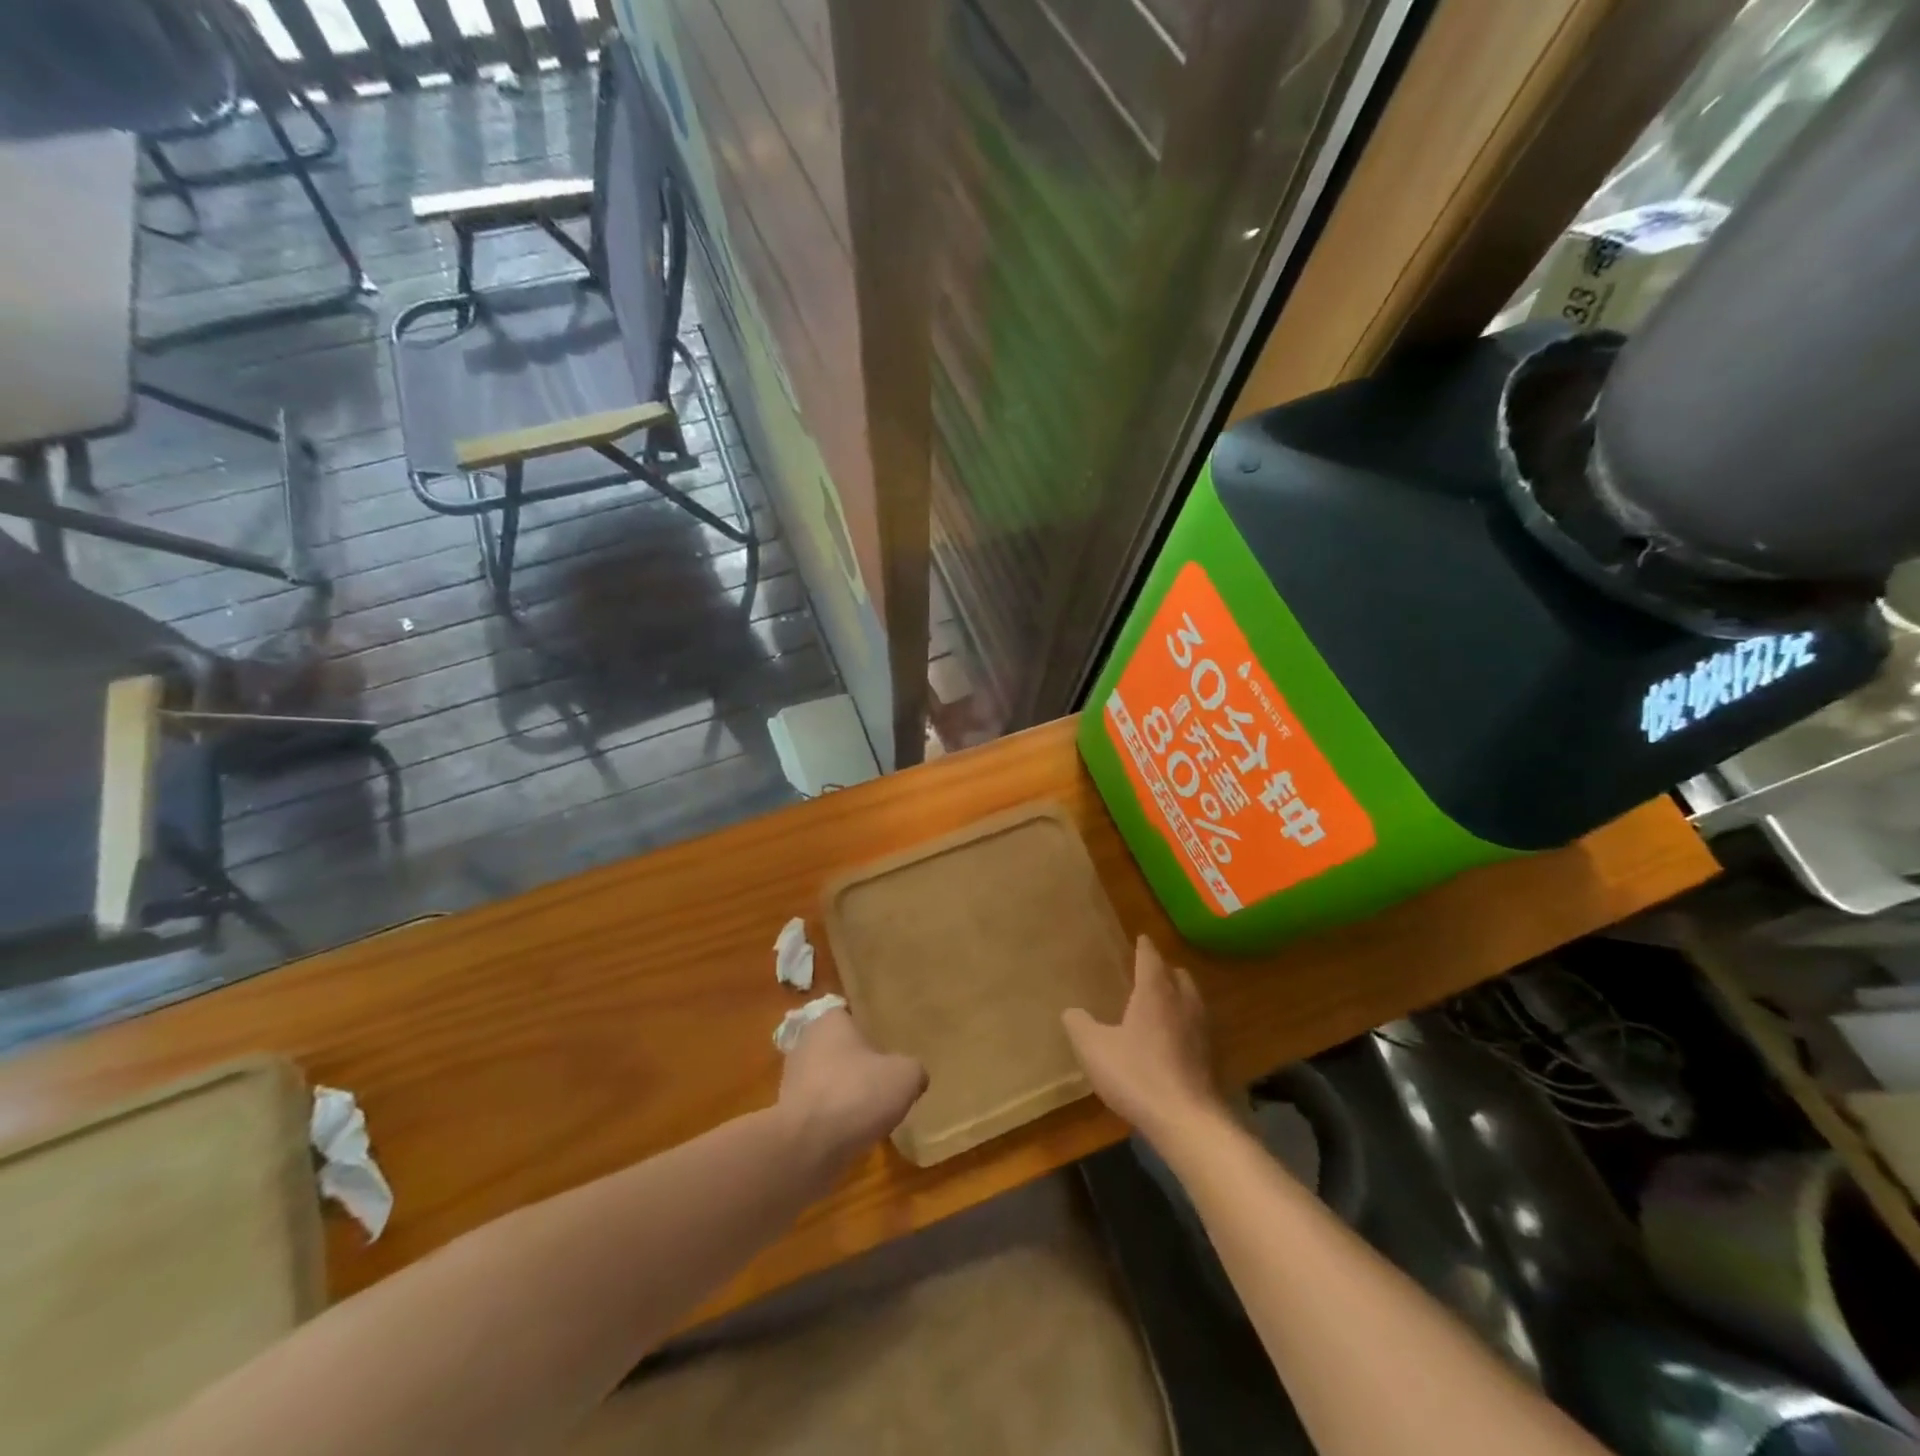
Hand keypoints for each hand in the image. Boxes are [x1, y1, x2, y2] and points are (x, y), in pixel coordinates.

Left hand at [778, 1008, 926, 1169]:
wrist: (807, 1148)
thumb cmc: (856, 1094)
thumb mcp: (905, 1076)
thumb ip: (914, 1069)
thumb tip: (915, 1076)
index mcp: (830, 1021)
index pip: (851, 1015)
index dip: (870, 1029)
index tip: (888, 1045)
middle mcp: (806, 1043)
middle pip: (839, 1048)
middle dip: (858, 1063)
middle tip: (885, 1078)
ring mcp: (792, 1080)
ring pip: (828, 1080)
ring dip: (845, 1093)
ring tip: (872, 1111)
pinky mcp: (788, 1115)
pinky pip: (819, 1110)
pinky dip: (834, 1118)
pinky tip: (853, 1133)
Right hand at [1063, 936, 1223, 1146]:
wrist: (1187, 1121)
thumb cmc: (1137, 1074)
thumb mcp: (1094, 1049)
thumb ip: (1079, 1025)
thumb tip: (1071, 1011)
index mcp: (1155, 992)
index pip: (1150, 958)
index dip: (1144, 947)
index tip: (1140, 938)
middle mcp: (1183, 1003)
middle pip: (1177, 975)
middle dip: (1163, 969)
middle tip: (1147, 971)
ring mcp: (1201, 1030)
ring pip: (1191, 999)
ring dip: (1177, 995)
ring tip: (1159, 1002)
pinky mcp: (1210, 1057)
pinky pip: (1196, 1026)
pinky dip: (1184, 1022)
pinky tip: (1170, 1039)